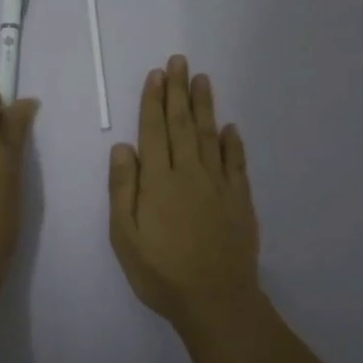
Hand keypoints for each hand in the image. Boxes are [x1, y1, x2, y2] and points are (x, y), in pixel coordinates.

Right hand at [108, 54, 259, 328]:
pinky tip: (230, 127)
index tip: (156, 74)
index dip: (153, 101)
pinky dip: (233, 142)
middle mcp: (189, 173)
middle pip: (183, 124)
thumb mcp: (125, 236)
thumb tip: (123, 147)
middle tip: (179, 61)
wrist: (216, 301)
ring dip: (205, 106)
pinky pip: (236, 163)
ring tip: (202, 79)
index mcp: (158, 181)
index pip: (154, 131)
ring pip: (210, 136)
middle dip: (178, 91)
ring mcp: (218, 185)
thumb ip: (123, 189)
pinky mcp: (240, 200)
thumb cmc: (161, 272)